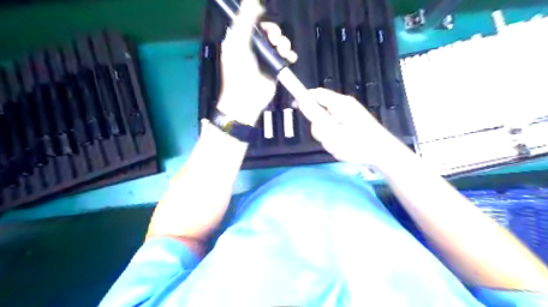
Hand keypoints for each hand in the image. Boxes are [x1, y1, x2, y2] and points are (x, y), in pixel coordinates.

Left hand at [216, 0, 297, 125]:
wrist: (247, 99)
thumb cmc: (239, 72)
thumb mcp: (239, 44)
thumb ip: (245, 21)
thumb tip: (252, 0)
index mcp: (241, 39)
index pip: (252, 22)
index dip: (260, 19)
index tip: (265, 21)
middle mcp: (254, 47)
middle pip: (268, 31)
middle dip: (275, 32)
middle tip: (275, 39)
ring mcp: (265, 58)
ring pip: (279, 42)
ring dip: (284, 43)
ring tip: (283, 50)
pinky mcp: (275, 68)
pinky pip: (285, 56)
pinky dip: (290, 55)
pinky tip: (290, 57)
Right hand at [307, 87, 407, 168]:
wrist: (383, 154)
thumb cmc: (359, 144)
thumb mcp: (334, 132)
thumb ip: (317, 117)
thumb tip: (303, 102)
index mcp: (340, 104)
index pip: (316, 94)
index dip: (304, 98)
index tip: (296, 108)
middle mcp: (343, 107)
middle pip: (320, 112)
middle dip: (319, 127)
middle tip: (328, 138)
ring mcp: (348, 116)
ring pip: (326, 124)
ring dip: (328, 137)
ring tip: (339, 146)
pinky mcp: (351, 125)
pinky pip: (335, 130)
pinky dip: (335, 139)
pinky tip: (344, 147)